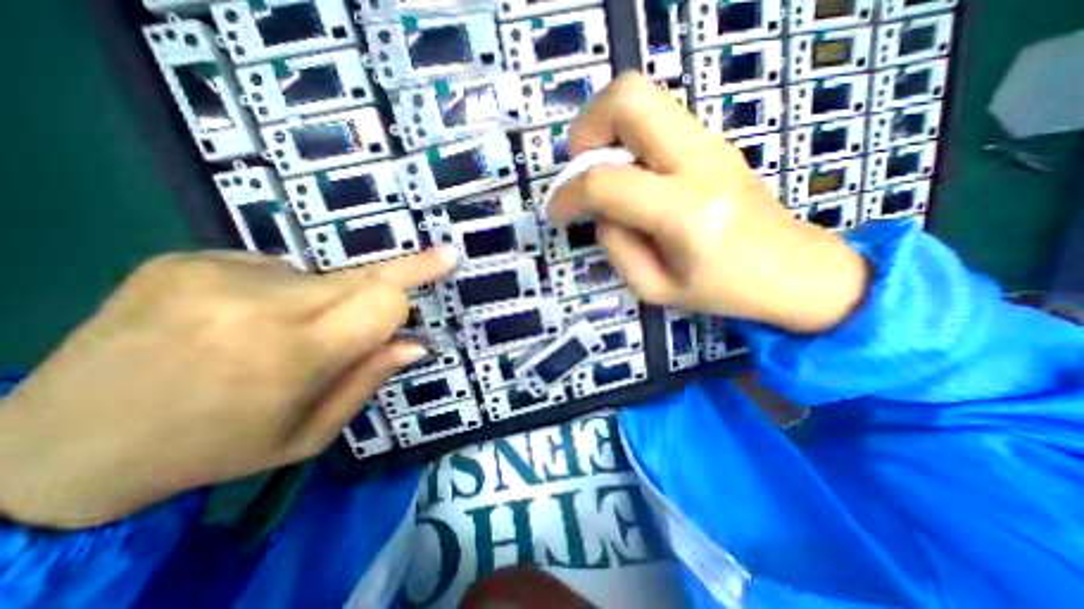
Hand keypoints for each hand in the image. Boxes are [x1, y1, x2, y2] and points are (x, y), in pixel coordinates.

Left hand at [0, 248, 454, 526]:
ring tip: (280, 335)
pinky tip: (239, 321)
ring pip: (321, 276)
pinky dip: (281, 293)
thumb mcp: (306, 436)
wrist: (50, 448)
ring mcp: (215, 274)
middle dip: (398, 273)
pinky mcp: (186, 259)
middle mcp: (256, 305)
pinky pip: (274, 270)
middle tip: (436, 258)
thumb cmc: (211, 450)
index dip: (418, 278)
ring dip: (326, 300)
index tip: (447, 258)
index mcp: (289, 357)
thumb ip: (367, 381)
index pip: (382, 300)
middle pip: (362, 275)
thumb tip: (415, 344)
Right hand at [553, 74, 870, 337]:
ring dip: (605, 128)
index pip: (605, 183)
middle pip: (628, 98)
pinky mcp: (713, 140)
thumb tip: (599, 211)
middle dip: (585, 129)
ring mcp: (710, 142)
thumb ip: (616, 247)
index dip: (567, 195)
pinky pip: (655, 117)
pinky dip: (627, 136)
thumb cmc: (723, 290)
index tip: (557, 212)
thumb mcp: (654, 288)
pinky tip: (631, 175)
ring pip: (641, 95)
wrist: (794, 269)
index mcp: (686, 213)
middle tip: (581, 169)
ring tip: (603, 172)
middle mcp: (699, 162)